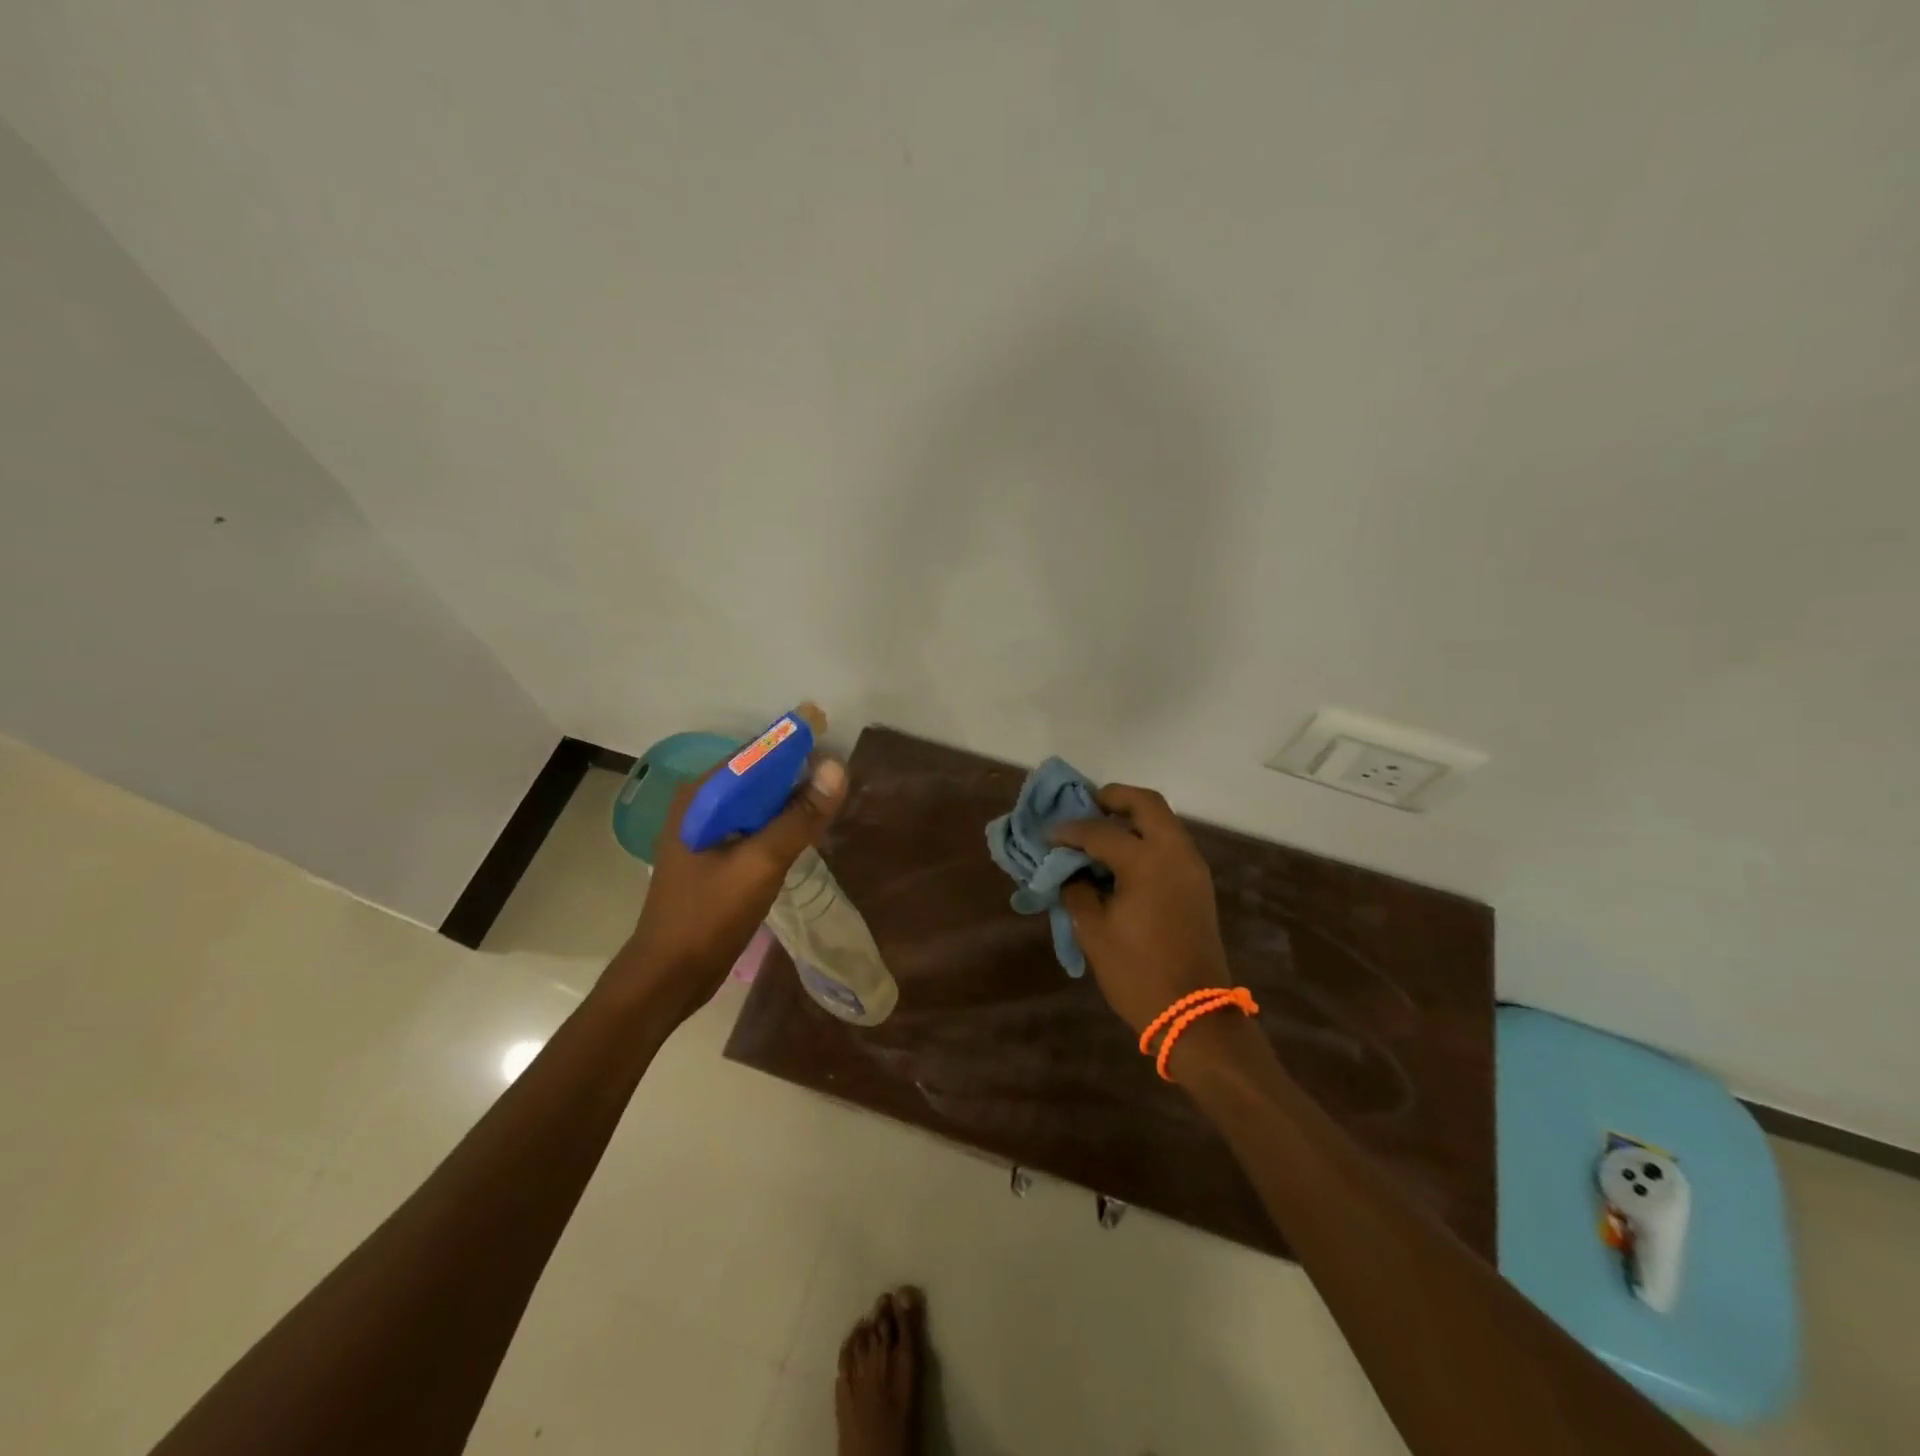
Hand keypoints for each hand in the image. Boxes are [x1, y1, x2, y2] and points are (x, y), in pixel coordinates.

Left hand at [613, 757, 847, 1016]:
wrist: (668, 975)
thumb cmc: (708, 917)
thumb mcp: (760, 864)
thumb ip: (798, 817)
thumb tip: (836, 768)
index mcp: (701, 796)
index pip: (754, 753)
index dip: (793, 741)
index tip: (830, 732)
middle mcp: (700, 804)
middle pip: (757, 774)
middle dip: (796, 771)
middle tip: (838, 774)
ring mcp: (705, 831)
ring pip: (757, 801)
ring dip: (790, 799)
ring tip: (830, 799)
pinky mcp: (713, 854)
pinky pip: (753, 825)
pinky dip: (780, 822)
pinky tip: (805, 831)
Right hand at [1051, 784, 1234, 1037]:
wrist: (1193, 1013)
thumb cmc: (1137, 972)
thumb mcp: (1093, 931)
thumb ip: (1077, 890)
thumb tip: (1069, 870)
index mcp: (1148, 861)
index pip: (1100, 832)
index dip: (1069, 831)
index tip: (1046, 836)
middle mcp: (1175, 853)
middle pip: (1146, 804)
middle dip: (1113, 798)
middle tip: (1085, 808)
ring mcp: (1192, 867)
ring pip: (1163, 821)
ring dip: (1132, 817)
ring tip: (1098, 832)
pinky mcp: (1197, 883)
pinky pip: (1170, 842)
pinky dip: (1145, 837)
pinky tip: (1120, 857)